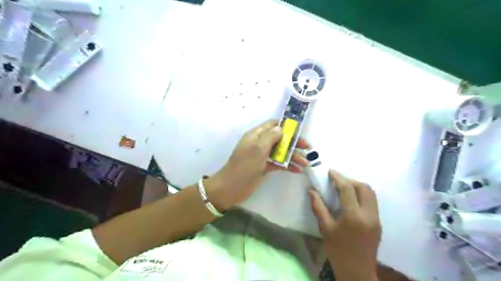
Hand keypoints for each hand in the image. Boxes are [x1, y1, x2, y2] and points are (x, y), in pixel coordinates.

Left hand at [205, 119, 306, 210]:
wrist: (232, 187)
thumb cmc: (245, 165)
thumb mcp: (258, 148)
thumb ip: (270, 137)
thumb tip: (281, 128)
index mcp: (256, 135)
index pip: (272, 125)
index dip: (286, 126)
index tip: (299, 130)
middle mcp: (260, 143)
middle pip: (279, 139)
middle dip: (293, 142)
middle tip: (307, 148)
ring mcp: (262, 156)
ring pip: (280, 152)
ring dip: (293, 156)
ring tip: (305, 163)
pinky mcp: (264, 167)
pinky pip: (278, 163)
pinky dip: (287, 165)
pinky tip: (297, 170)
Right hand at [308, 170, 381, 279]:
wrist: (357, 272)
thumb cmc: (338, 251)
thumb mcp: (325, 229)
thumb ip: (318, 207)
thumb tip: (311, 191)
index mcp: (353, 216)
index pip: (348, 189)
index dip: (338, 177)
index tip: (330, 172)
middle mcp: (368, 214)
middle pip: (364, 187)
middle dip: (350, 180)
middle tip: (336, 180)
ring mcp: (376, 219)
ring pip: (371, 193)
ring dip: (357, 186)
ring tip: (343, 188)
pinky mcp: (378, 223)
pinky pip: (372, 202)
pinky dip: (362, 195)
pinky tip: (351, 199)